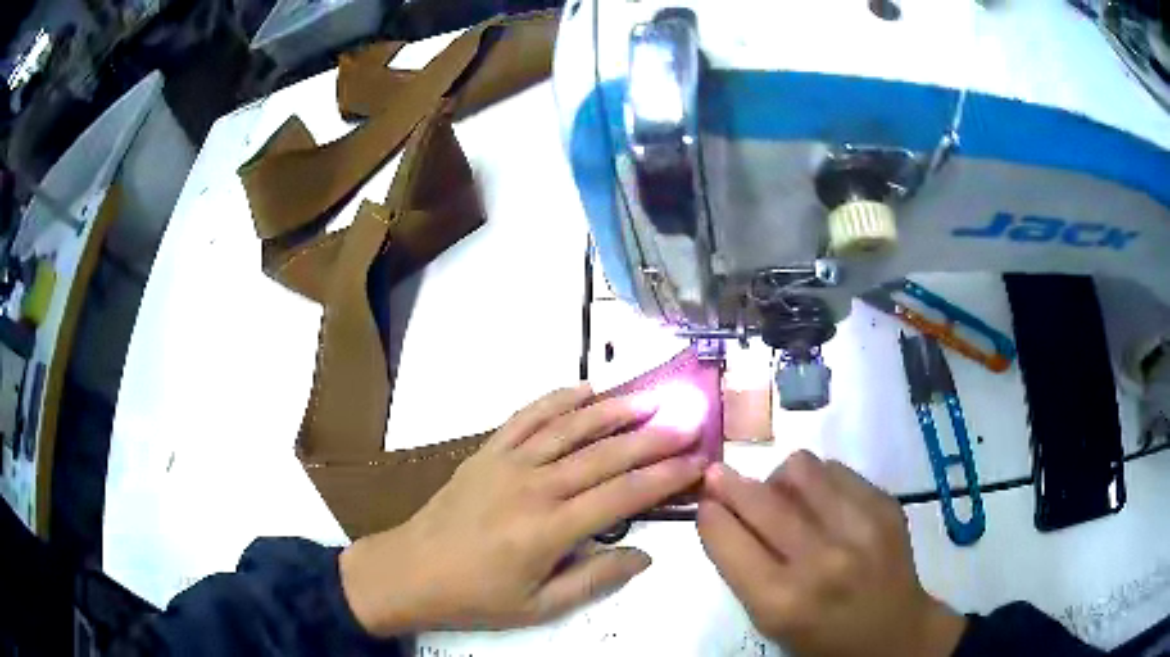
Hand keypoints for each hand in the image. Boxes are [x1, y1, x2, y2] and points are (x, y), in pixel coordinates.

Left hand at [341, 384, 705, 634]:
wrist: (411, 571)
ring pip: (570, 428)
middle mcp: (533, 487)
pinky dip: (558, 399)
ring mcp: (507, 462)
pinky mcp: (487, 452)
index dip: (664, 478)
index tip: (697, 462)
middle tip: (687, 418)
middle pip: (604, 454)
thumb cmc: (476, 596)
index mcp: (549, 529)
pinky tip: (585, 389)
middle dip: (652, 436)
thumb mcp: (539, 606)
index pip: (621, 495)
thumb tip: (644, 555)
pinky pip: (527, 417)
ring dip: (613, 409)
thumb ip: (595, 580)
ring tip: (650, 397)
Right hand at [698, 452, 966, 656]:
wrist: (894, 632)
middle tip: (719, 476)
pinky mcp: (885, 505)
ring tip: (785, 498)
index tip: (703, 501)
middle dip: (728, 482)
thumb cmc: (821, 636)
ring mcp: (859, 528)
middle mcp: (820, 560)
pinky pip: (835, 469)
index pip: (726, 537)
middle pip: (760, 498)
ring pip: (799, 468)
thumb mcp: (769, 619)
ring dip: (779, 479)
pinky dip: (818, 481)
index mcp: (781, 601)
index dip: (708, 512)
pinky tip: (823, 503)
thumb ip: (743, 567)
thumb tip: (721, 509)